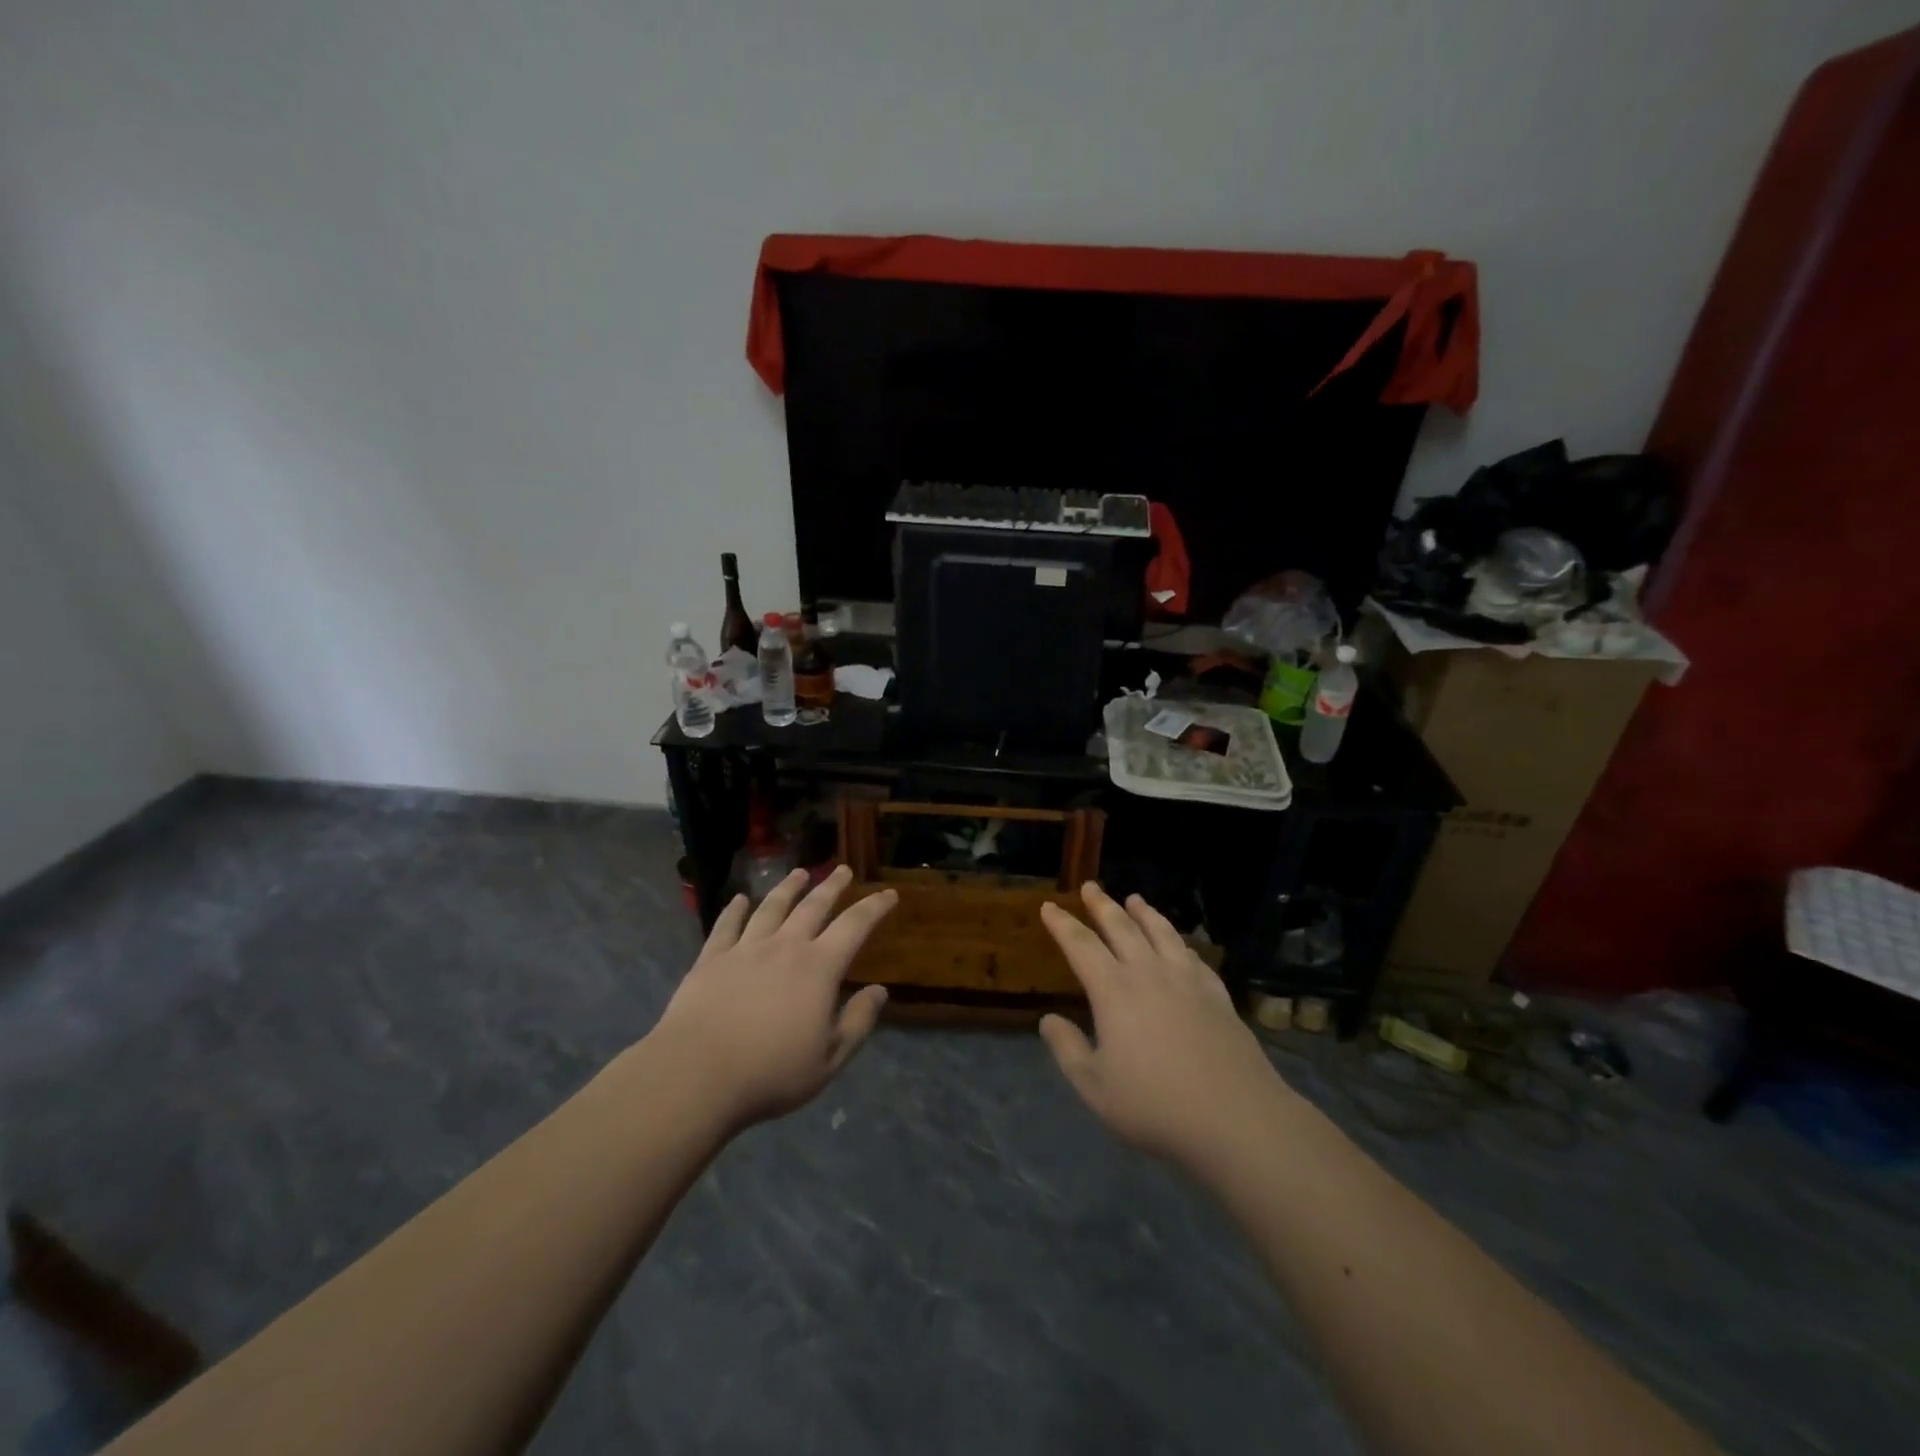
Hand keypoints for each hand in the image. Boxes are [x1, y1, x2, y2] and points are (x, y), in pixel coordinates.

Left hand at [652, 865, 897, 1128]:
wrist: (697, 1075)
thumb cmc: (770, 1072)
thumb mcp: (828, 1059)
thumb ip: (857, 1022)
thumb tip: (880, 991)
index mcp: (818, 968)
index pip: (854, 926)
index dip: (874, 908)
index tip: (888, 893)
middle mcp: (784, 947)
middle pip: (813, 906)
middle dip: (831, 886)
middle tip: (842, 870)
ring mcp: (745, 949)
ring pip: (772, 908)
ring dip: (788, 888)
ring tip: (799, 873)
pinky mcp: (711, 959)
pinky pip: (726, 925)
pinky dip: (735, 909)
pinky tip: (740, 899)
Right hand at [1038, 883, 1290, 1172]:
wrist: (1235, 1118)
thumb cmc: (1155, 1105)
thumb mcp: (1095, 1087)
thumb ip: (1068, 1049)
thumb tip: (1048, 1019)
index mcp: (1114, 990)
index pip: (1081, 945)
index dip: (1063, 924)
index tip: (1049, 906)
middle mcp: (1149, 973)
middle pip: (1122, 927)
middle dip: (1102, 905)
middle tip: (1091, 886)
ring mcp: (1188, 981)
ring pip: (1162, 933)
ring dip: (1145, 913)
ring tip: (1135, 899)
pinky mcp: (1217, 995)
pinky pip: (1193, 956)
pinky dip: (1180, 942)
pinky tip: (1180, 944)